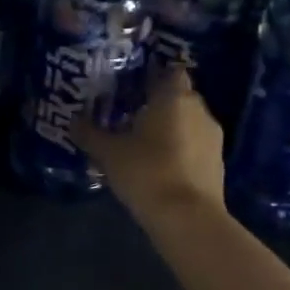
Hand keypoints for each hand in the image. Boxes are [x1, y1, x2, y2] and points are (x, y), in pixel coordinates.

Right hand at [73, 65, 225, 223]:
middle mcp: (199, 110)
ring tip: (141, 139)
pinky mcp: (217, 164)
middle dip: (158, 101)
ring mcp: (213, 138)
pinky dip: (179, 148)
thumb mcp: (108, 152)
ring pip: (188, 121)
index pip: (170, 71)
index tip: (132, 83)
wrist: (188, 219)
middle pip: (179, 95)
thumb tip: (72, 120)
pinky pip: (195, 144)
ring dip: (169, 126)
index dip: (153, 74)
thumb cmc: (147, 171)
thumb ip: (89, 133)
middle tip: (129, 111)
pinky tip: (158, 163)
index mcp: (174, 97)